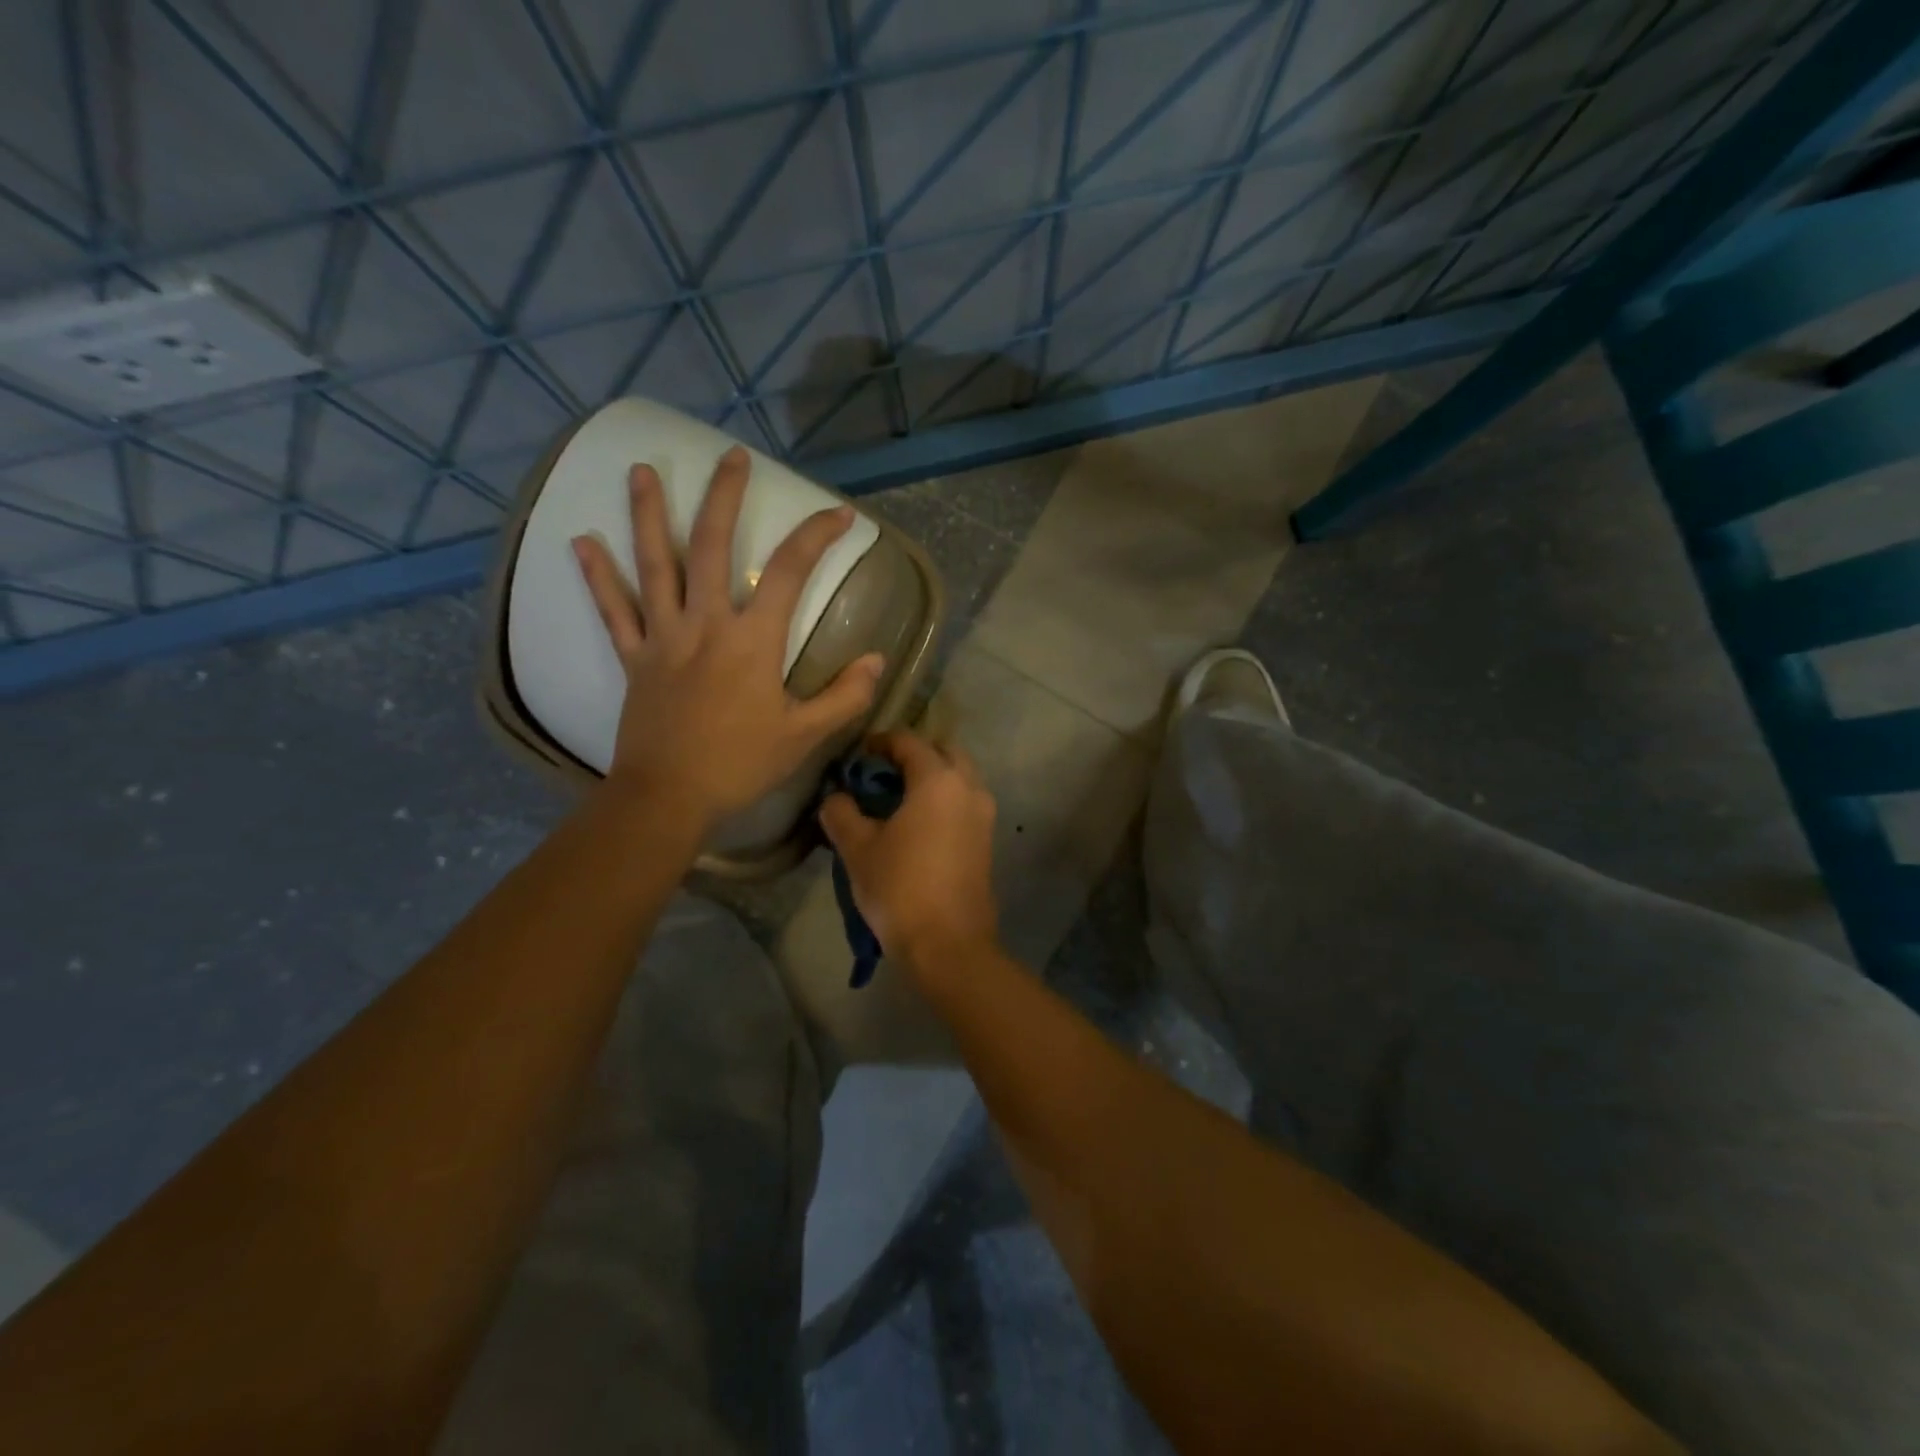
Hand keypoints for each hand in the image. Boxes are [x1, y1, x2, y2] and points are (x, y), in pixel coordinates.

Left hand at [572, 446, 883, 829]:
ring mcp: (663, 637)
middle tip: (731, 456)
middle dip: (725, 496)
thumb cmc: (740, 765)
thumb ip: (845, 696)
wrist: (668, 797)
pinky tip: (581, 542)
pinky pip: (614, 611)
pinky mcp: (634, 658)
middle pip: (713, 546)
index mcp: (752, 641)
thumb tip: (877, 660)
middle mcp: (705, 624)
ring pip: (655, 565)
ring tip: (641, 469)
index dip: (817, 537)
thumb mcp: (804, 735)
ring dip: (648, 514)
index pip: (790, 572)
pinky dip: (598, 577)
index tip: (840, 516)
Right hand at [820, 731, 999, 974]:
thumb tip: (837, 798)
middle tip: (883, 772)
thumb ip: (842, 812)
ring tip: (898, 798)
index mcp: (939, 780)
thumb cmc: (900, 887)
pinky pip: (965, 803)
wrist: (949, 944)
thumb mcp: (858, 848)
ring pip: (959, 778)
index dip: (881, 742)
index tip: (859, 754)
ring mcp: (984, 815)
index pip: (909, 742)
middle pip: (943, 752)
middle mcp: (969, 788)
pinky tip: (917, 823)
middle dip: (915, 754)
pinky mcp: (987, 840)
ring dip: (932, 777)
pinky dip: (944, 800)